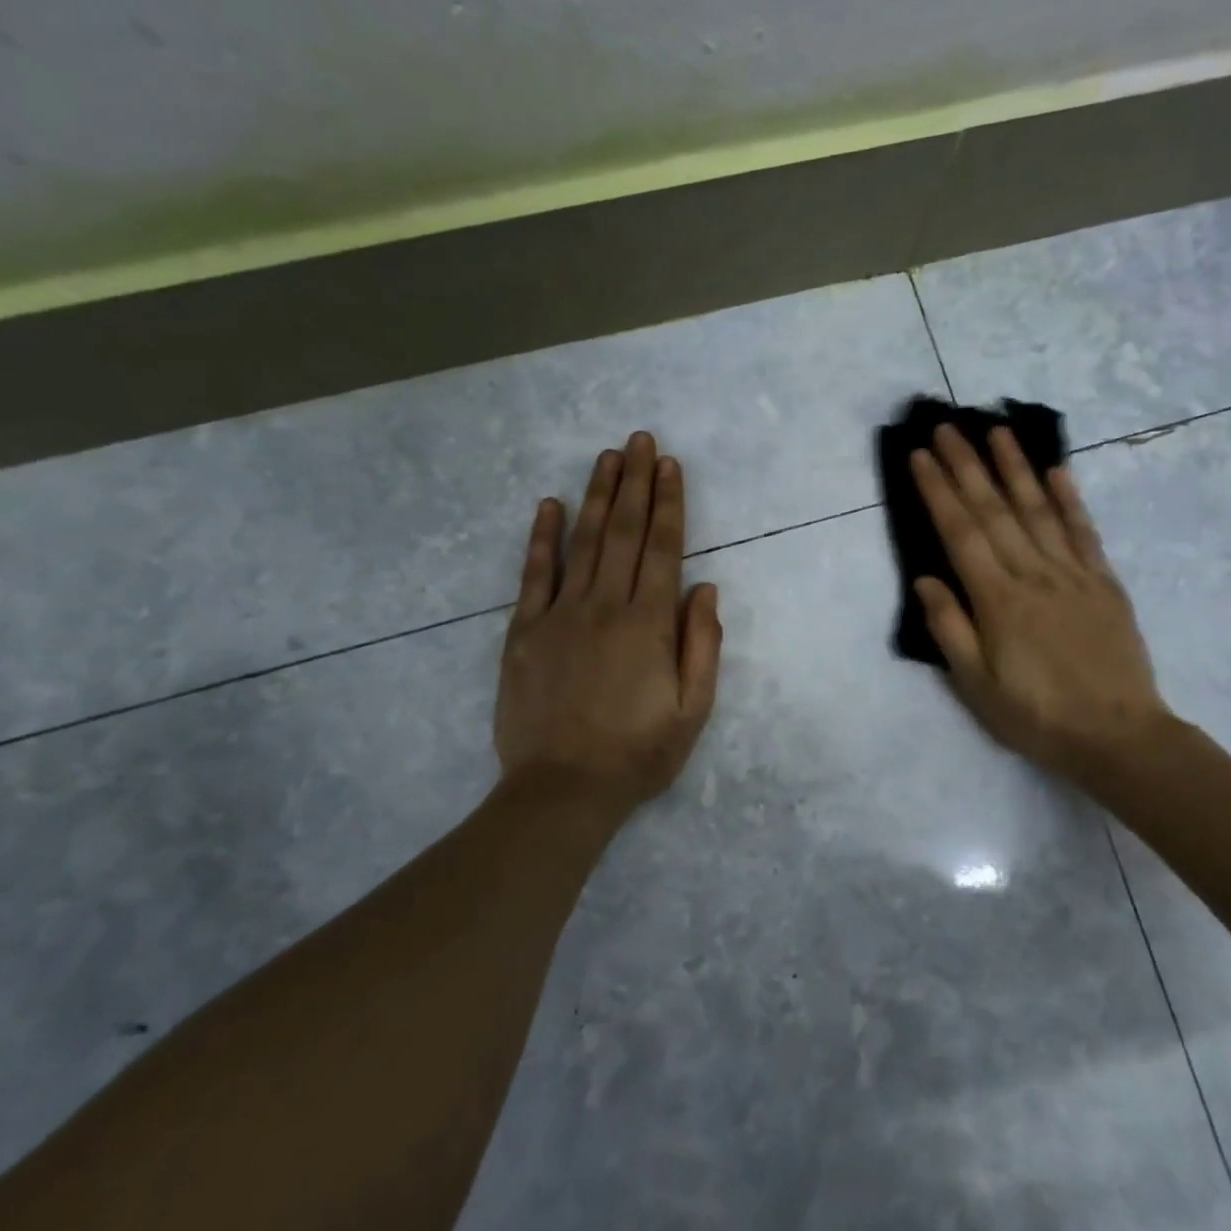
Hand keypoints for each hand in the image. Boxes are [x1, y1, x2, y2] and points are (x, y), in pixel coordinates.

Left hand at [494, 431, 722, 820]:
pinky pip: (534, 574)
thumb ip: (702, 644)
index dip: (669, 503)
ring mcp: (560, 615)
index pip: (664, 549)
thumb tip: (706, 588)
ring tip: (608, 457)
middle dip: (636, 483)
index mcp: (649, 624)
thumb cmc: (637, 753)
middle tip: (640, 439)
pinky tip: (549, 505)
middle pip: (625, 533)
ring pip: (583, 542)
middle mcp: (606, 606)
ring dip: (598, 496)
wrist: (561, 790)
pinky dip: (542, 537)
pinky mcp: (524, 632)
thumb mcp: (692, 710)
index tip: (670, 465)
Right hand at [910, 425, 1172, 788]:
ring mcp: (1073, 574)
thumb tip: (925, 579)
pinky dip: (1069, 499)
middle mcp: (1033, 575)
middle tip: (948, 426)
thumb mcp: (976, 686)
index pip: (960, 532)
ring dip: (1015, 467)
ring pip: (1038, 509)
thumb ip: (950, 628)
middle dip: (967, 465)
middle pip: (995, 510)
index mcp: (997, 600)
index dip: (938, 491)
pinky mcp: (1104, 583)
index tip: (921, 455)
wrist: (1118, 736)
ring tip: (997, 430)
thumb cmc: (1036, 717)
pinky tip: (1057, 471)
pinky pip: (1083, 532)